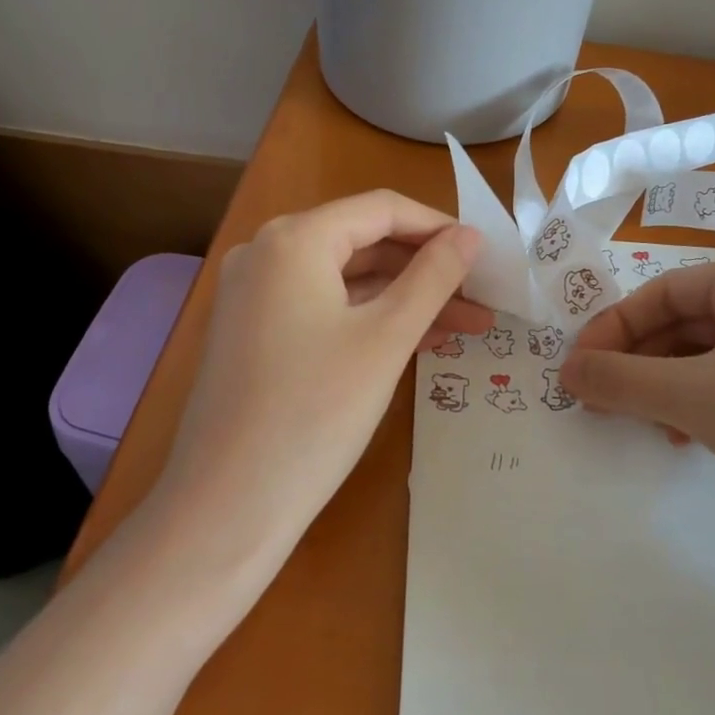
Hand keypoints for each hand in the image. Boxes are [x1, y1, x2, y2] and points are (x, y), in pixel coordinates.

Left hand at [155, 191, 488, 558]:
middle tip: (483, 296)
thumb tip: (470, 236)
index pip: (382, 209)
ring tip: (467, 326)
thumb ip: (433, 277)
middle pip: (364, 243)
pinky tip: (419, 341)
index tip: (487, 254)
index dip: (439, 227)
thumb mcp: (386, 338)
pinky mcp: (255, 334)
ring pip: (347, 281)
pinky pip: (324, 309)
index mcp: (294, 239)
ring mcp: (255, 295)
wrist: (228, 506)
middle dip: (427, 269)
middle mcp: (267, 253)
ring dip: (406, 299)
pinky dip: (370, 320)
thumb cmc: (315, 411)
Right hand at [558, 254, 714, 544]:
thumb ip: (620, 380)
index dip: (612, 328)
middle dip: (637, 362)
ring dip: (664, 387)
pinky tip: (685, 436)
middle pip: (683, 322)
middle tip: (600, 400)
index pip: (662, 291)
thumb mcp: (694, 399)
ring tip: (643, 423)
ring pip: (706, 356)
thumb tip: (563, 371)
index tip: (576, 369)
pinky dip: (699, 404)